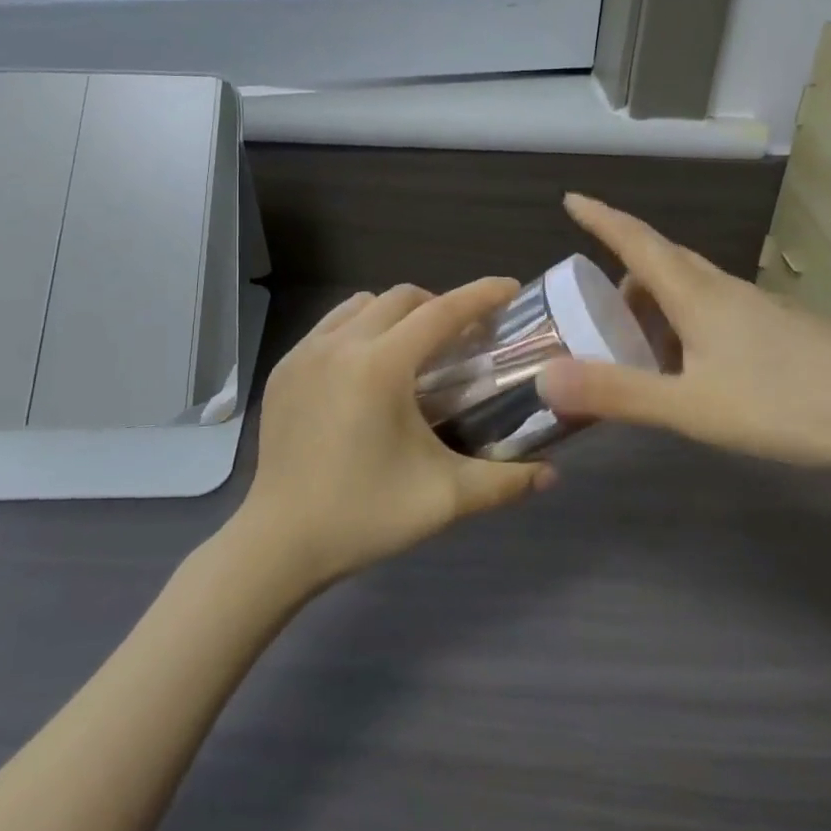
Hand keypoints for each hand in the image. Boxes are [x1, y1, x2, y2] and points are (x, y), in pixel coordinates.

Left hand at [234, 279, 556, 592]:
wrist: (280, 542)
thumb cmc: (364, 516)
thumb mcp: (444, 499)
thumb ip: (504, 481)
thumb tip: (551, 473)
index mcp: (380, 366)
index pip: (441, 313)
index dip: (480, 296)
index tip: (510, 288)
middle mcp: (340, 345)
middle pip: (401, 298)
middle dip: (439, 305)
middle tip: (461, 338)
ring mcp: (304, 353)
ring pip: (361, 305)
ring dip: (396, 314)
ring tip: (413, 350)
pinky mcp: (283, 369)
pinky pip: (330, 327)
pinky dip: (359, 329)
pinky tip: (367, 370)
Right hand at [538, 194, 830, 488]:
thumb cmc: (787, 405)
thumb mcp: (691, 408)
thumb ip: (617, 393)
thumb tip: (543, 378)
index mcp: (697, 296)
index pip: (637, 241)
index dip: (601, 219)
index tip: (571, 199)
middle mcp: (726, 291)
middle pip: (663, 263)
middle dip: (623, 272)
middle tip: (593, 302)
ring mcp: (760, 310)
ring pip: (692, 292)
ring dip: (655, 306)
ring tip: (636, 348)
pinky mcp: (783, 333)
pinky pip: (717, 314)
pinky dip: (687, 327)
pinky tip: (693, 371)